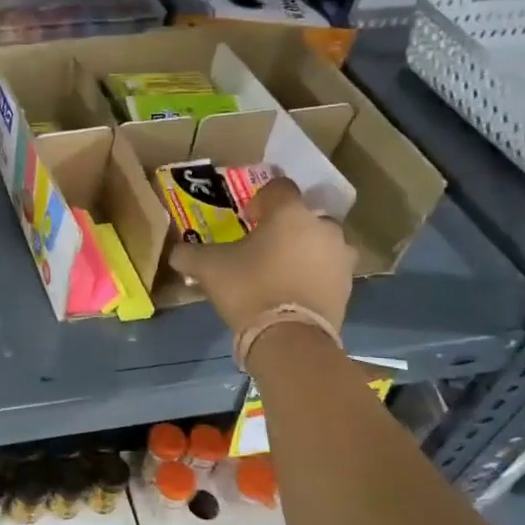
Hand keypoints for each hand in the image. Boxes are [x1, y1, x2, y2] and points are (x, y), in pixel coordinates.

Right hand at [169, 177, 354, 338]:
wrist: (289, 338)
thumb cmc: (249, 288)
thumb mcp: (208, 268)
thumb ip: (189, 254)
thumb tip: (176, 252)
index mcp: (290, 213)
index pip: (279, 187)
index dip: (262, 198)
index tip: (247, 218)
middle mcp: (323, 227)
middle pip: (304, 216)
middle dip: (286, 226)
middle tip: (263, 246)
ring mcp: (341, 257)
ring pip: (320, 243)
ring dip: (304, 250)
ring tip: (280, 270)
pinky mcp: (348, 286)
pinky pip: (328, 271)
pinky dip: (313, 275)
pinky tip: (292, 292)